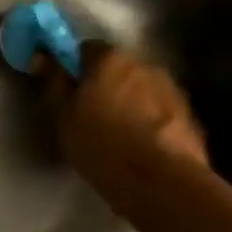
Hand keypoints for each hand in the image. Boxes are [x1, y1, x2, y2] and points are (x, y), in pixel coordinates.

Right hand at [36, 43, 207, 217]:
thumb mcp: (64, 117)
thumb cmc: (102, 145)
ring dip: (126, 101)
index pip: (85, 48)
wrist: (161, 182)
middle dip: (102, 84)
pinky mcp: (188, 114)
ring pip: (139, 88)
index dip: (72, 67)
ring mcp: (171, 88)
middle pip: (116, 68)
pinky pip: (157, 109)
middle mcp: (145, 64)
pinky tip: (138, 144)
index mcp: (110, 60)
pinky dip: (146, 119)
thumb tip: (42, 57)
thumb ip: (54, 83)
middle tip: (86, 113)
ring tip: (115, 133)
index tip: (64, 89)